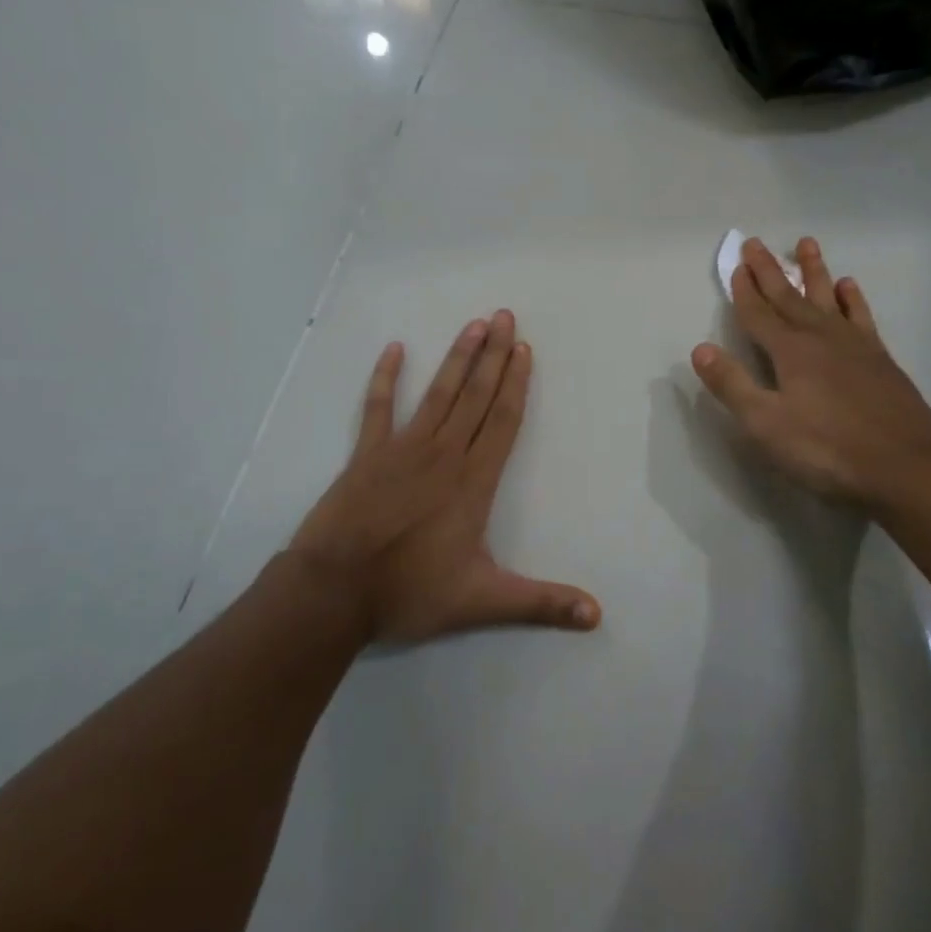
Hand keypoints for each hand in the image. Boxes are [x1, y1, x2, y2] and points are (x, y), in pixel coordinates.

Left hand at [289, 311, 600, 642]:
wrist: (334, 592)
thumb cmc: (409, 592)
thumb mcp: (482, 601)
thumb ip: (540, 604)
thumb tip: (597, 615)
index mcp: (473, 481)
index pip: (502, 421)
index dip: (516, 383)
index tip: (524, 348)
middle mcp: (443, 454)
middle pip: (475, 396)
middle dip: (492, 355)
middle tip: (504, 316)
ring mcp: (402, 449)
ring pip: (438, 393)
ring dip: (457, 358)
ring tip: (472, 324)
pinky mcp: (367, 454)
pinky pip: (378, 408)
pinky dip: (386, 378)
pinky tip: (394, 349)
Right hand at [691, 237, 930, 518]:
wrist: (907, 467)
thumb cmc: (828, 449)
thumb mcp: (766, 425)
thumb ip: (732, 385)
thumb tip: (701, 348)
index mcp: (790, 352)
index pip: (759, 314)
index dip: (744, 291)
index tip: (736, 265)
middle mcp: (820, 338)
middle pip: (788, 298)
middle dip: (769, 271)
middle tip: (756, 243)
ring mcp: (854, 346)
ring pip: (826, 298)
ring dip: (813, 272)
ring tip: (806, 244)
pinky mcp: (880, 359)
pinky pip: (860, 317)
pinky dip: (851, 299)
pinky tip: (848, 287)